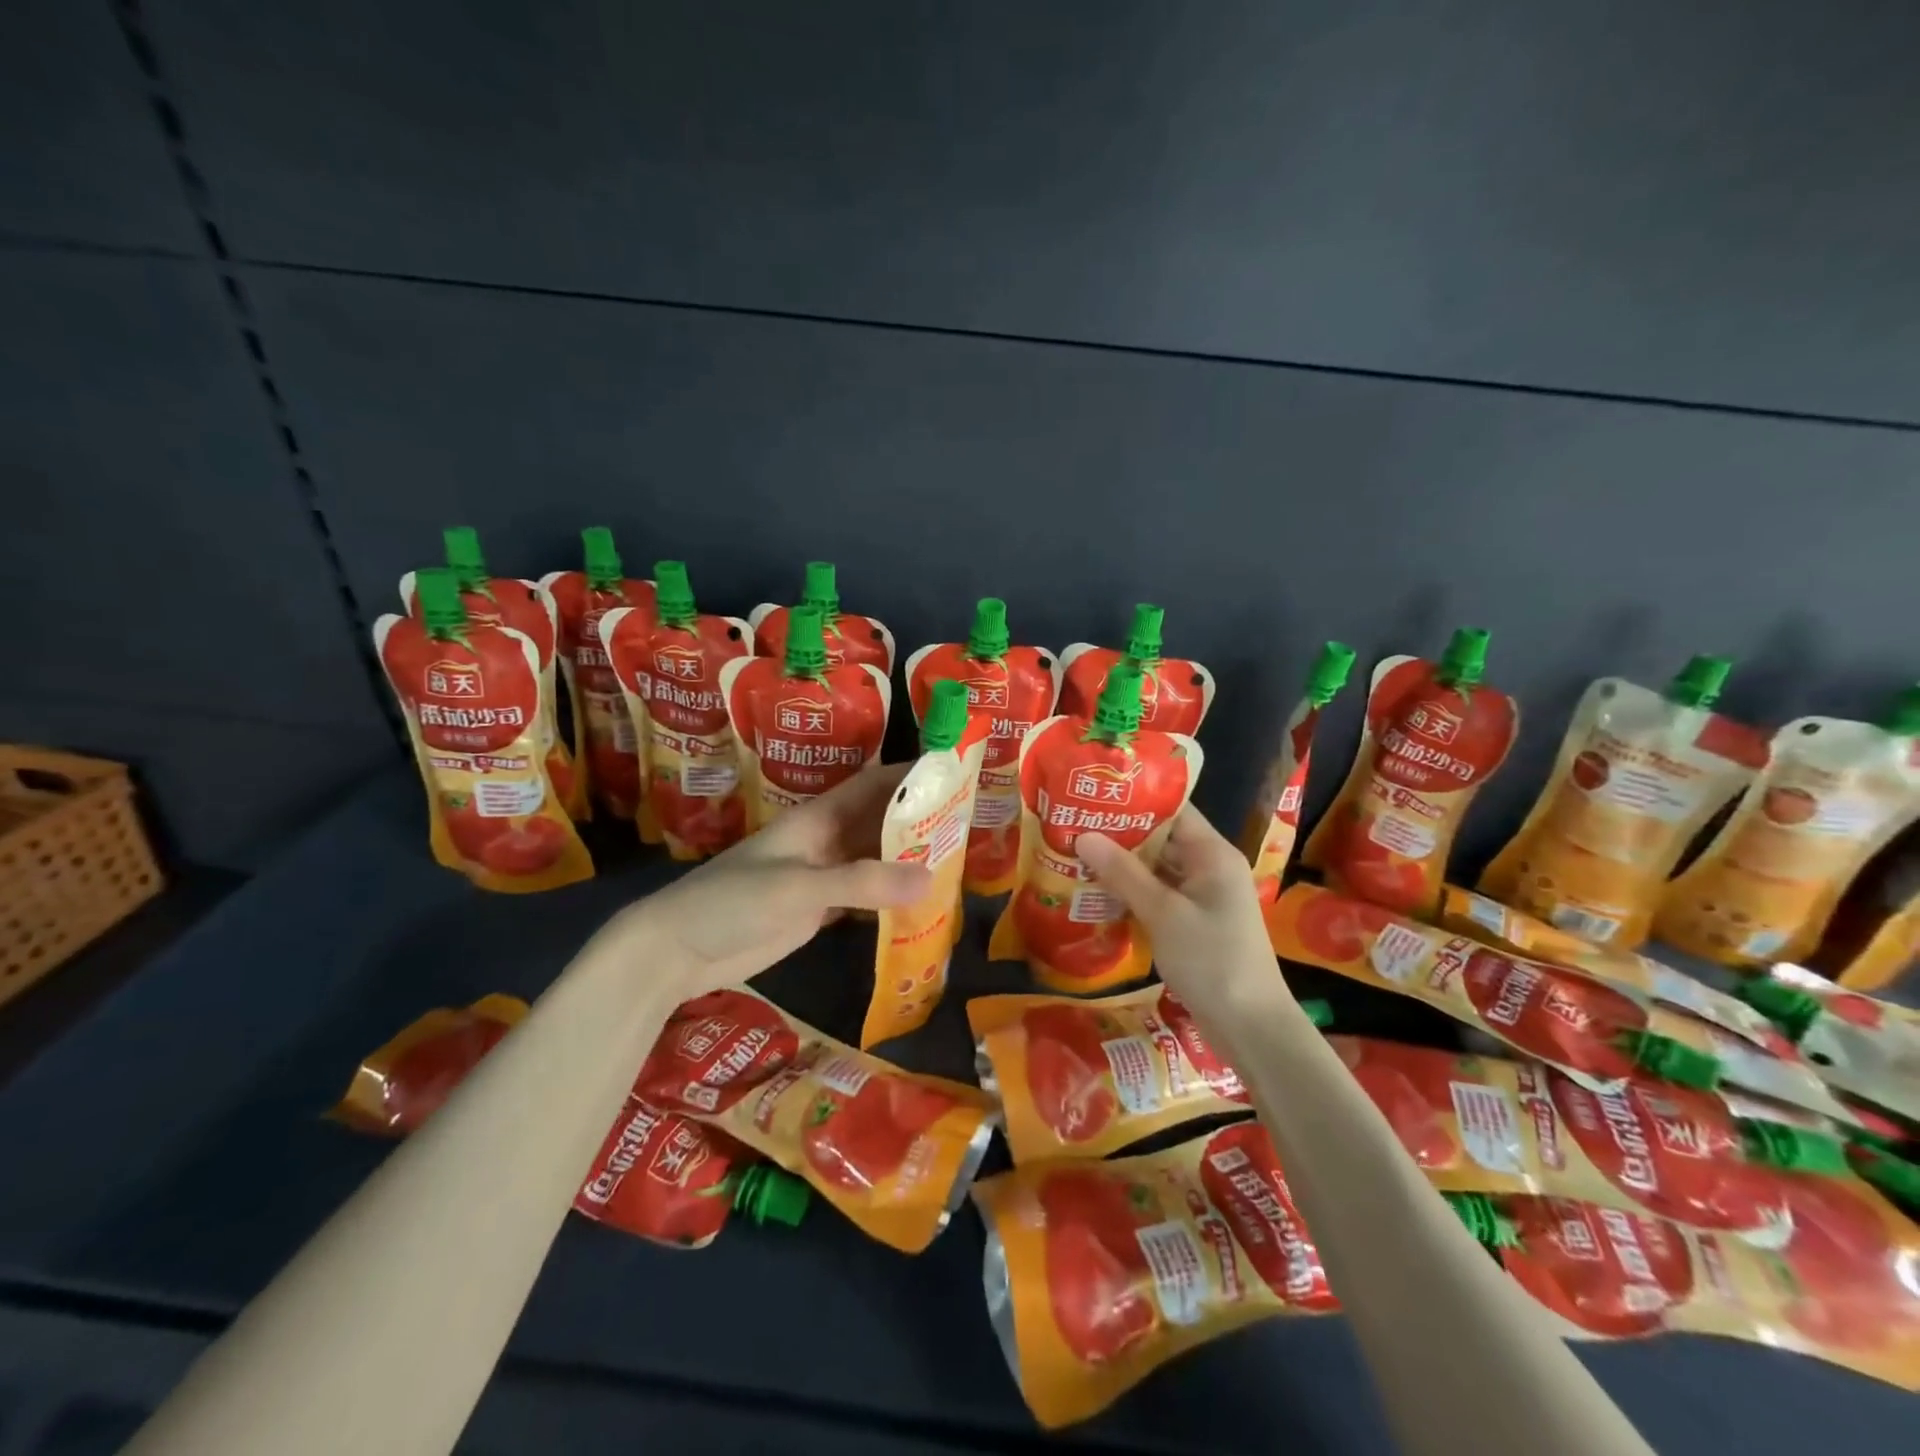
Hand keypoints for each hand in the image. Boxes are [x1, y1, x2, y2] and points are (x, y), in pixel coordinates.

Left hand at [601, 764, 933, 999]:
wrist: (678, 949)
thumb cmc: (733, 902)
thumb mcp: (799, 887)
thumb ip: (862, 883)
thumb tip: (931, 877)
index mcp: (817, 818)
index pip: (871, 785)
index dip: (908, 774)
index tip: (951, 770)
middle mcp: (823, 840)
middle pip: (878, 821)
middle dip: (918, 818)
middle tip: (968, 822)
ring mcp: (821, 875)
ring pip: (874, 858)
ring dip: (907, 857)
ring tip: (955, 860)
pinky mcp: (817, 909)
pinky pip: (864, 895)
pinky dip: (890, 895)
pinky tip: (919, 902)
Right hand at [1077, 806, 1290, 1027]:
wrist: (1251, 1027)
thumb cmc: (1212, 961)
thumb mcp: (1163, 913)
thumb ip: (1123, 873)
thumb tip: (1084, 835)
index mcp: (1212, 854)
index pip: (1173, 809)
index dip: (1135, 799)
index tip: (1094, 794)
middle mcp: (1210, 867)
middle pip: (1162, 837)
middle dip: (1120, 832)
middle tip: (1074, 823)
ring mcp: (1203, 896)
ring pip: (1158, 868)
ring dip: (1123, 863)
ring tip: (1077, 852)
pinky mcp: (1194, 921)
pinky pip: (1159, 894)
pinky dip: (1132, 890)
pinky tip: (1098, 891)